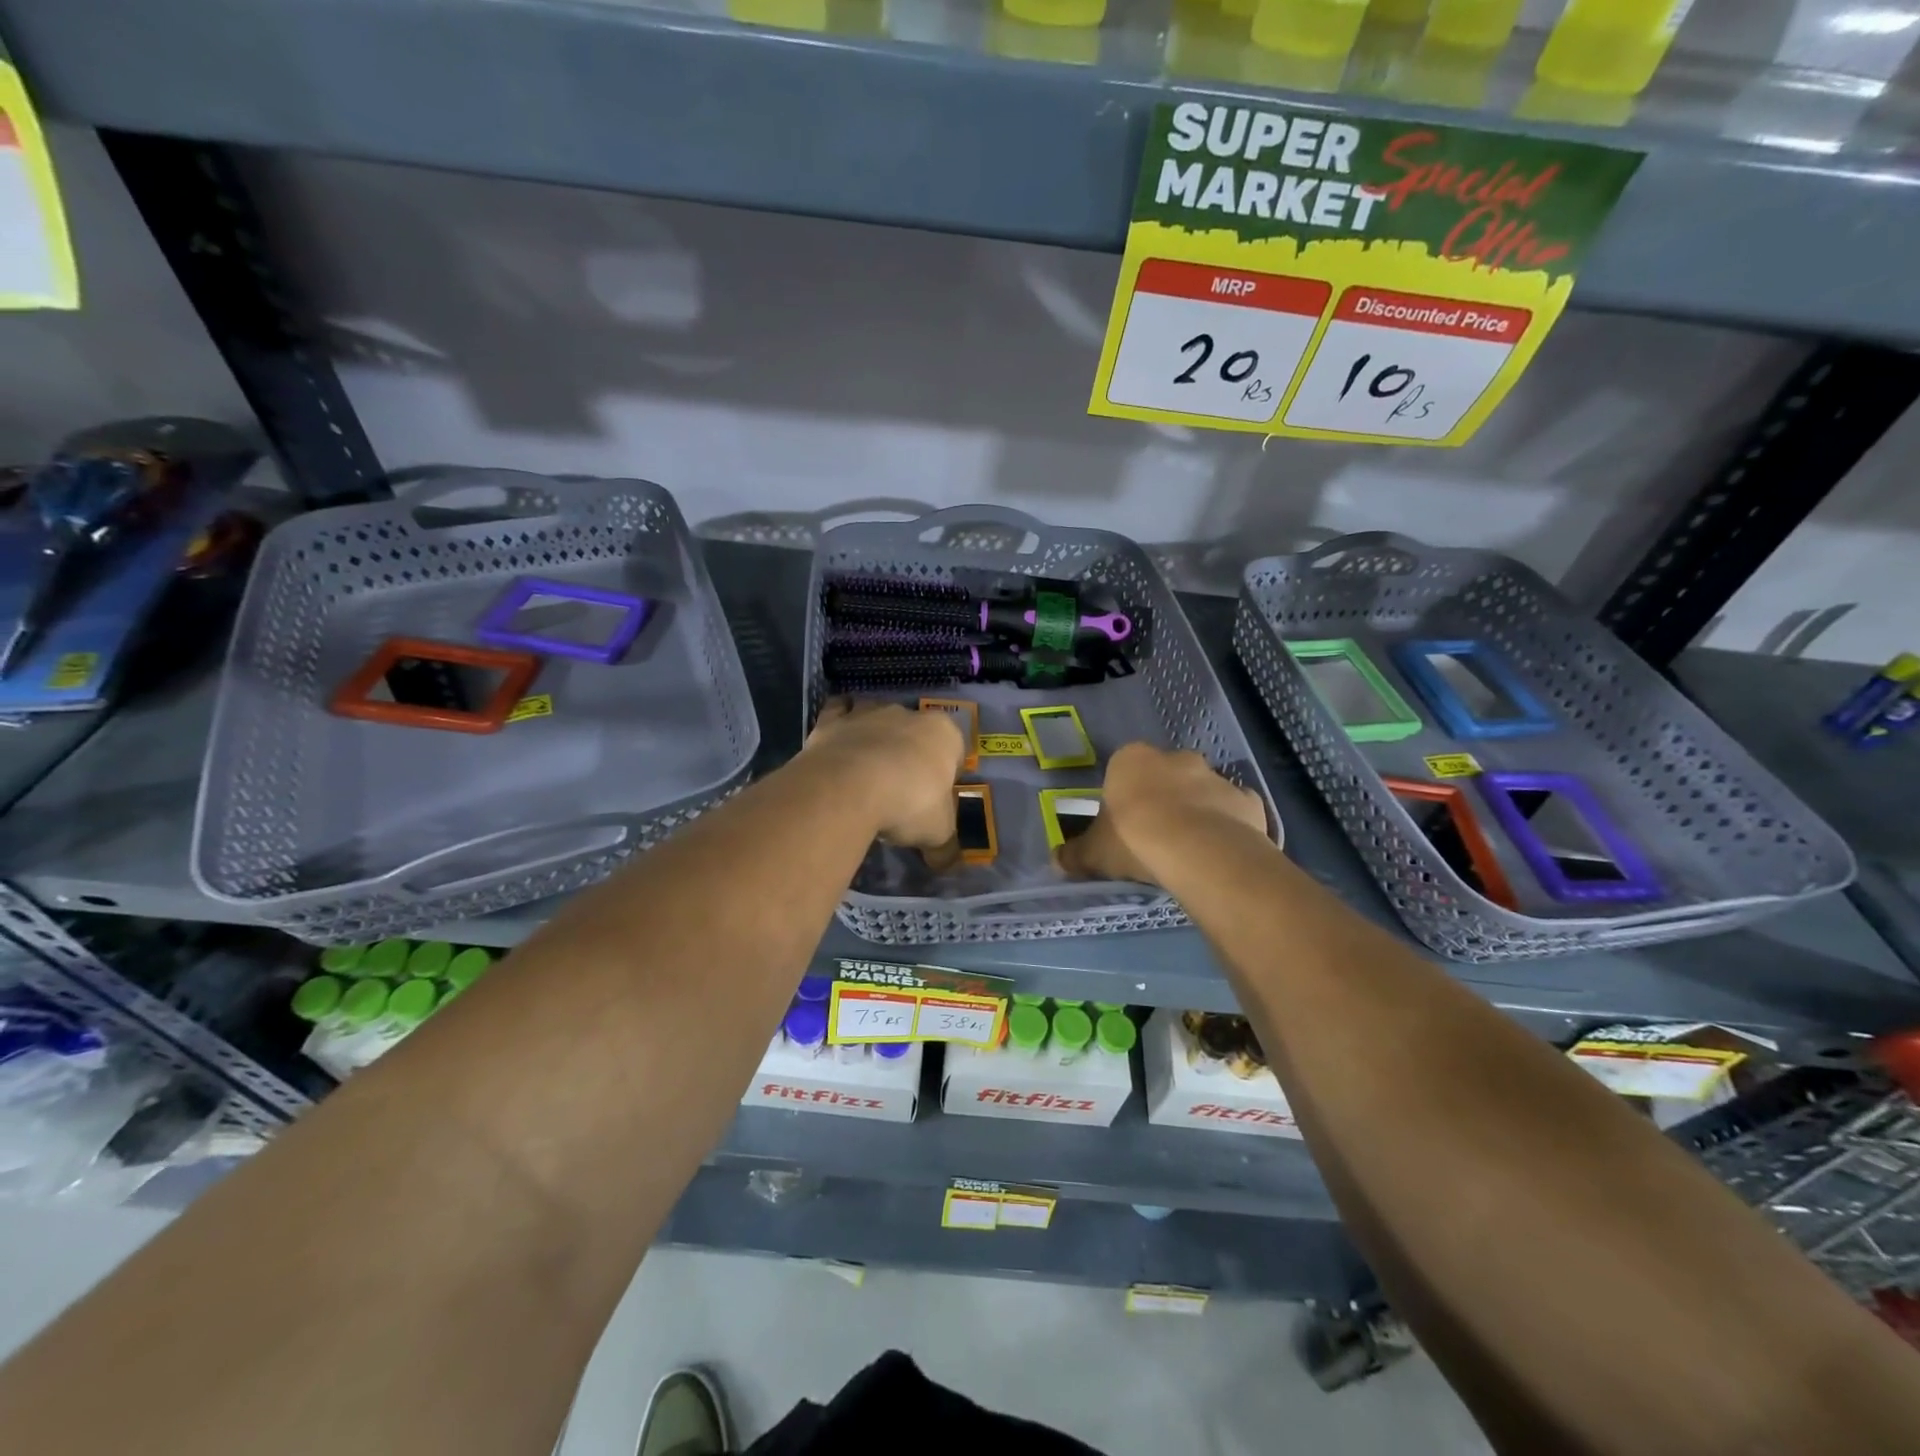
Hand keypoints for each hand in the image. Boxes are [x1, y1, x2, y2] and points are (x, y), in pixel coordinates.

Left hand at [806, 698, 964, 847]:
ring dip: (874, 736)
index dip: (945, 773)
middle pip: (914, 733)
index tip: (935, 798)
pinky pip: (838, 713)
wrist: (848, 788)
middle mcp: (908, 714)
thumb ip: (945, 847)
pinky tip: (837, 746)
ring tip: (867, 770)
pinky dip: (839, 725)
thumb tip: (947, 863)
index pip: (953, 749)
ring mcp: (867, 713)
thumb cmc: (908, 804)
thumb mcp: (937, 833)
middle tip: (901, 789)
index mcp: (943, 734)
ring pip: (876, 718)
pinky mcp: (831, 720)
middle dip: (909, 753)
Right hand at [1057, 742, 1271, 885]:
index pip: (1124, 770)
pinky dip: (1229, 826)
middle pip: (1166, 775)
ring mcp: (1216, 777)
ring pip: (1203, 791)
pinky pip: (1234, 811)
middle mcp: (1176, 759)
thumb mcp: (1095, 852)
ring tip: (1189, 850)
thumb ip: (1075, 854)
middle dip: (1163, 798)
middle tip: (1155, 836)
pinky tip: (1220, 852)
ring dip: (1197, 812)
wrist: (1198, 851)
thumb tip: (1056, 861)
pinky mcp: (1247, 800)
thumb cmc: (1135, 839)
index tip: (1124, 824)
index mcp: (1132, 760)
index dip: (1124, 796)